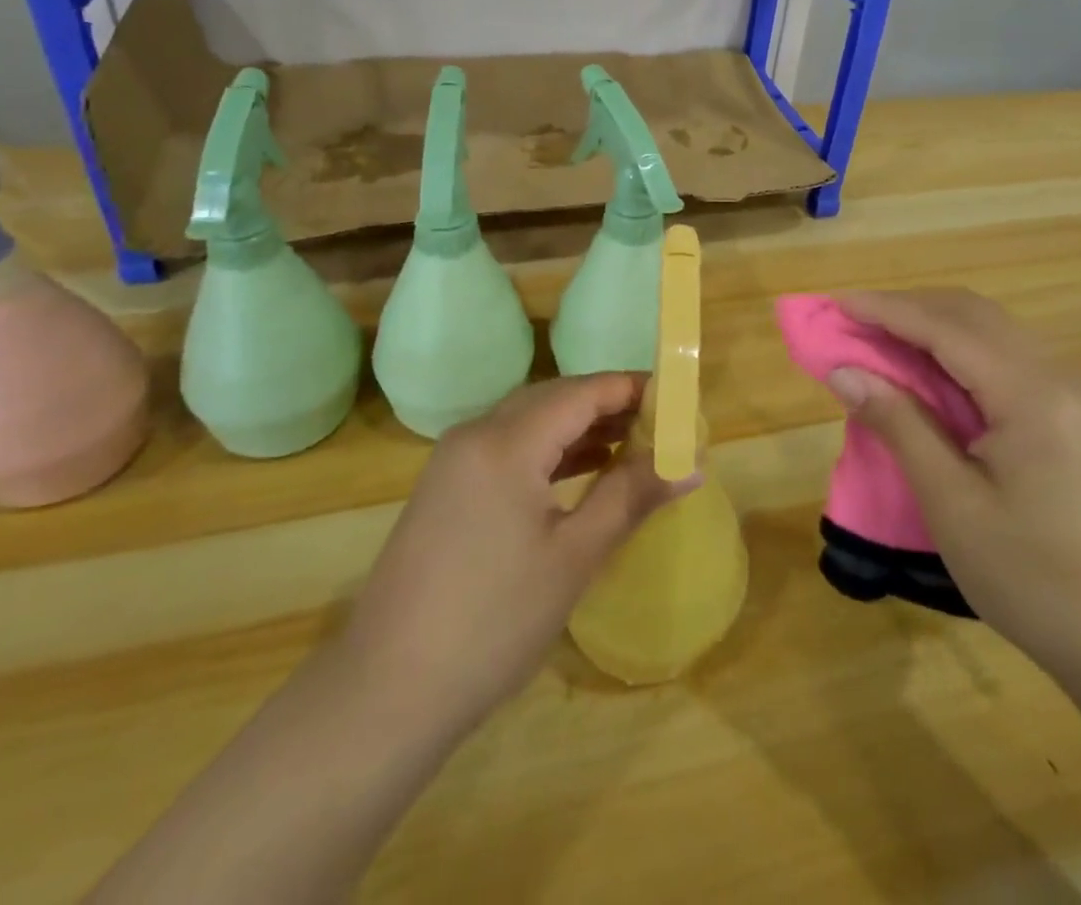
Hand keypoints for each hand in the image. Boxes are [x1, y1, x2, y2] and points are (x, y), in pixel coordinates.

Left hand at [330, 373, 690, 740]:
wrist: (387, 692)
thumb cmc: (493, 622)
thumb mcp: (574, 557)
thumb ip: (631, 497)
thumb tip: (692, 462)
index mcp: (505, 441)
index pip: (581, 391)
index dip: (630, 388)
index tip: (676, 400)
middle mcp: (476, 434)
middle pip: (554, 399)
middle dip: (608, 406)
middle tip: (660, 426)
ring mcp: (454, 460)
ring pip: (529, 422)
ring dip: (579, 428)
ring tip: (632, 445)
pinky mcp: (445, 488)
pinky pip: (508, 448)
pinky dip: (549, 452)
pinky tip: (581, 471)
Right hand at [823, 289, 1080, 685]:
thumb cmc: (1033, 579)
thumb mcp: (952, 504)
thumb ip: (899, 425)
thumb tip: (843, 372)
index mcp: (1032, 395)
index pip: (946, 328)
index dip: (887, 310)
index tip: (836, 303)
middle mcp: (1058, 376)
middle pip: (972, 314)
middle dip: (908, 308)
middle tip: (853, 321)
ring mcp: (1073, 393)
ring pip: (992, 331)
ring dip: (933, 325)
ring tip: (881, 340)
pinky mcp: (1074, 414)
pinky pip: (1007, 356)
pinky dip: (959, 350)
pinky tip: (931, 373)